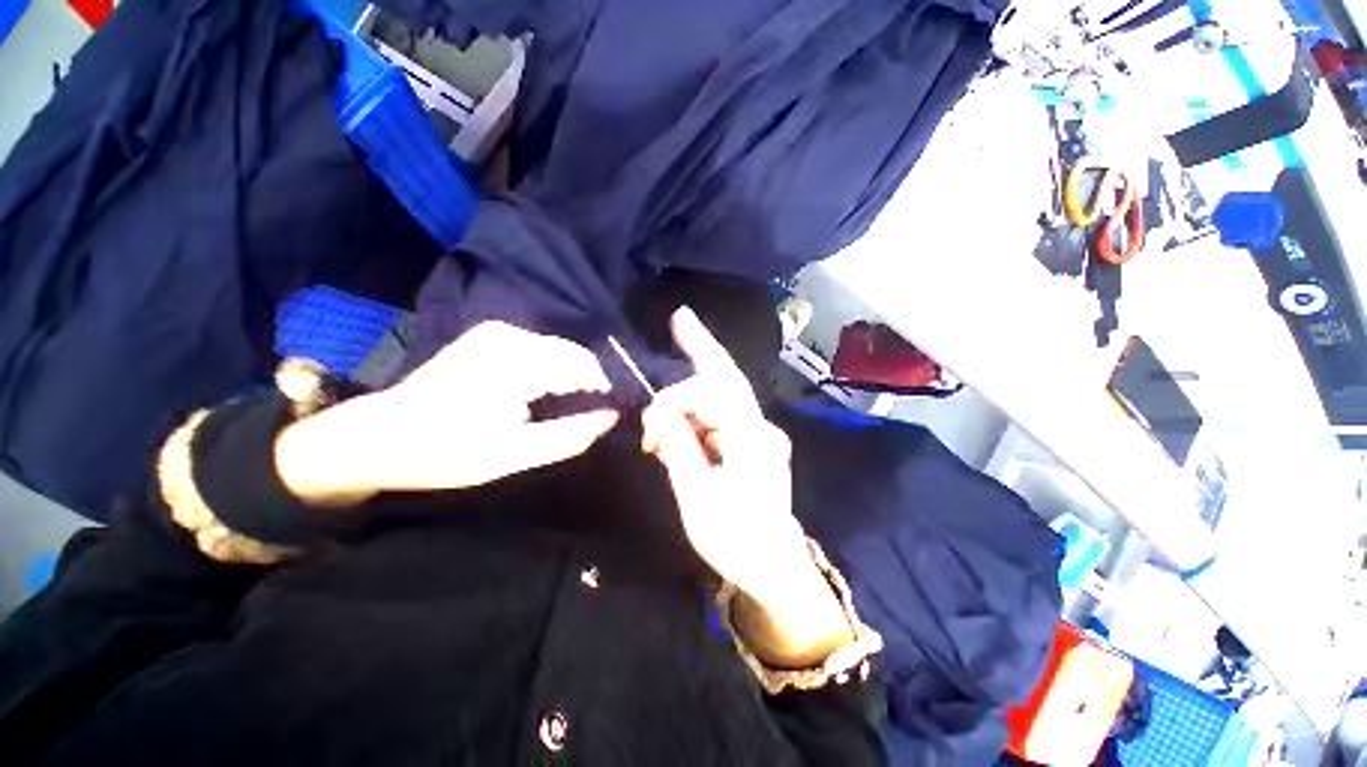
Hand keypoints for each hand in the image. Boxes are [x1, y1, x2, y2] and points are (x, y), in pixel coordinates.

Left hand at [275, 322, 619, 503]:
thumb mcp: (513, 455)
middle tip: (585, 420)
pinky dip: (551, 372)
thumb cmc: (445, 451)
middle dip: (587, 386)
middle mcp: (511, 336)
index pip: (585, 367)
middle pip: (574, 355)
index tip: (604, 420)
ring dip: (570, 379)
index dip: (603, 393)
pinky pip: (540, 350)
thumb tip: (612, 418)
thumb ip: (570, 435)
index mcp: (516, 361)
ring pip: (559, 352)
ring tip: (564, 411)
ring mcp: (498, 332)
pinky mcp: (490, 338)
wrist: (379, 437)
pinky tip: (542, 397)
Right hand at [641, 308, 849, 665]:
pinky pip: (719, 419)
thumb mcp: (697, 498)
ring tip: (656, 436)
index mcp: (750, 438)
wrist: (773, 567)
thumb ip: (678, 448)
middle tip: (680, 317)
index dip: (675, 398)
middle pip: (727, 378)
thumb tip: (660, 413)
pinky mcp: (752, 442)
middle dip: (702, 346)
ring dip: (687, 403)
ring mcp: (759, 433)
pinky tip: (676, 434)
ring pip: (719, 398)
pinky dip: (696, 419)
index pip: (711, 393)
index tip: (648, 427)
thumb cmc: (736, 540)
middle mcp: (760, 427)